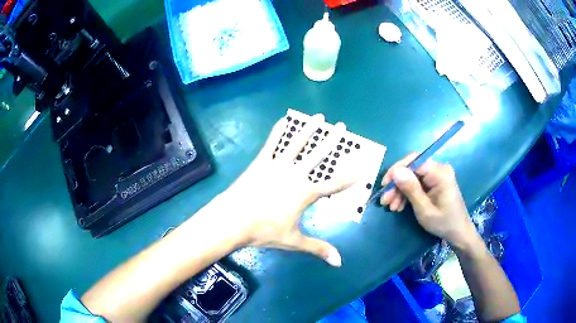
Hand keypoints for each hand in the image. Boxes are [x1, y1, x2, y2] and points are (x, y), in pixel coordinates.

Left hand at [209, 114, 356, 266]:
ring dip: (309, 129)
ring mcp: (278, 165)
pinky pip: (272, 143)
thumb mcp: (294, 241)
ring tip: (319, 117)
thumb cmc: (264, 231)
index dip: (351, 175)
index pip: (335, 183)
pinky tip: (283, 119)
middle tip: (342, 126)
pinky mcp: (261, 161)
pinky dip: (278, 131)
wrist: (233, 219)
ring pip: (297, 143)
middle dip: (332, 141)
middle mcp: (296, 175)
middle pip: (319, 155)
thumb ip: (318, 248)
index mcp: (306, 193)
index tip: (363, 164)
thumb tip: (339, 263)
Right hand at [380, 153, 476, 248]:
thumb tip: (396, 171)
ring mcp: (437, 175)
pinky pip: (417, 183)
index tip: (384, 185)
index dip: (397, 170)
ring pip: (412, 177)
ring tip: (391, 207)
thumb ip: (411, 189)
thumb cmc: (443, 223)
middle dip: (397, 184)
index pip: (414, 161)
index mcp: (440, 173)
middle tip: (385, 201)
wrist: (458, 232)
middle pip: (412, 169)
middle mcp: (439, 169)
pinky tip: (400, 205)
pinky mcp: (435, 182)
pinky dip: (407, 193)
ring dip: (400, 191)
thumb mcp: (425, 210)